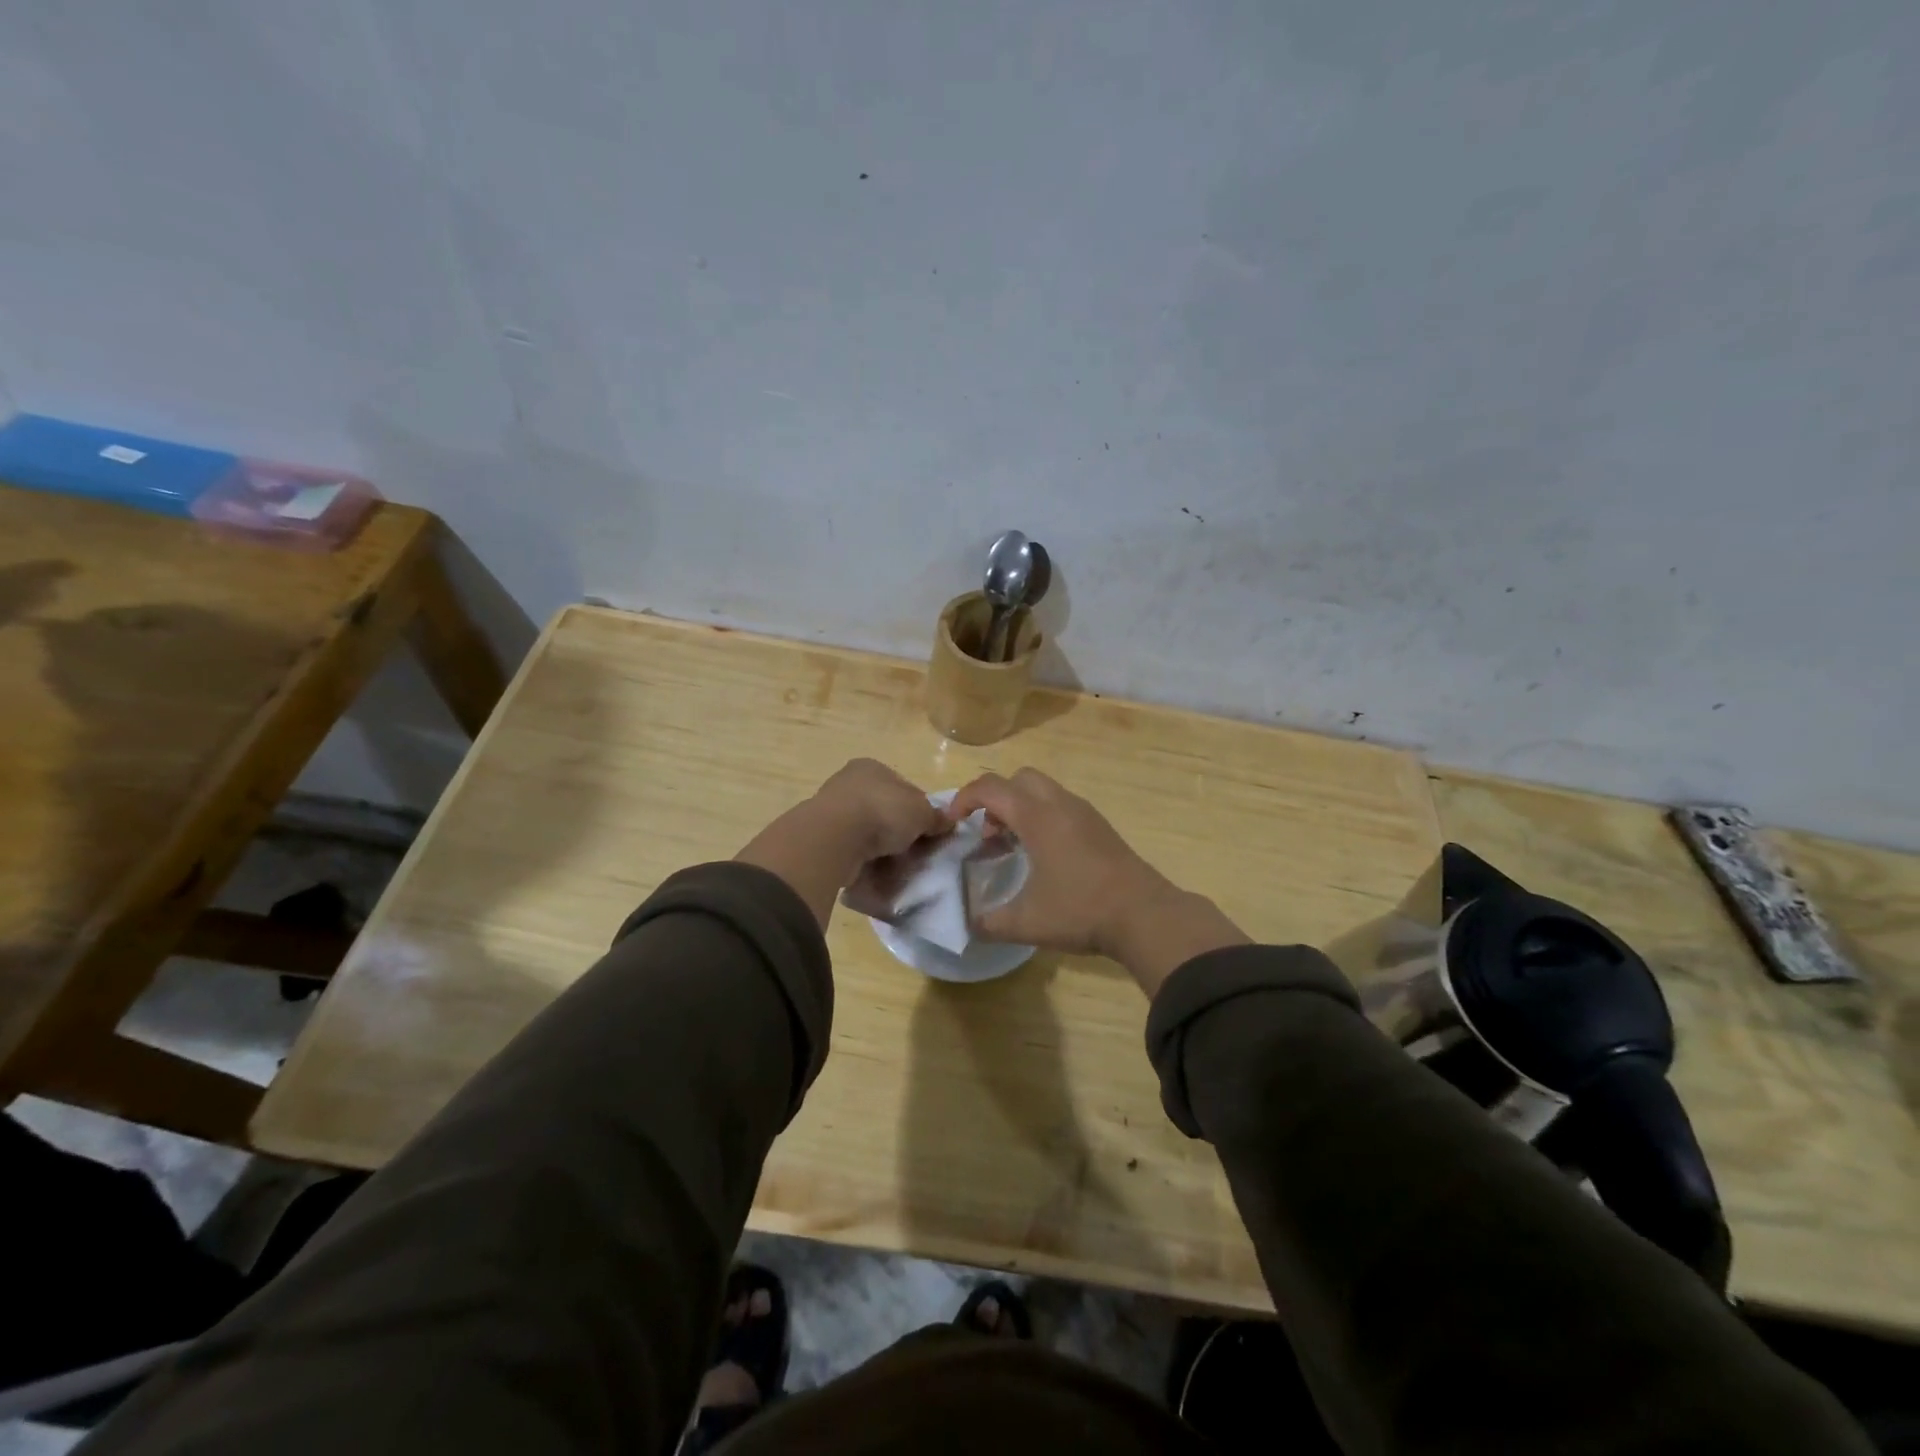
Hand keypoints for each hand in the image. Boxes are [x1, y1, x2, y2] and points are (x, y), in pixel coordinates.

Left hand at [809, 758, 947, 865]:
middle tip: (913, 852)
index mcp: (872, 767)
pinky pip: (851, 848)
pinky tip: (874, 870)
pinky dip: (863, 859)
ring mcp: (832, 808)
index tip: (928, 832)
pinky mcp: (821, 835)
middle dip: (899, 831)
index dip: (920, 810)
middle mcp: (849, 782)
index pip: (904, 788)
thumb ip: (935, 817)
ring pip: (867, 830)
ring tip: (895, 866)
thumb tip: (947, 821)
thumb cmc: (883, 811)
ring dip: (880, 847)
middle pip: (885, 809)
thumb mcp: (922, 812)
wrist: (836, 837)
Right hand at [947, 769, 1248, 995]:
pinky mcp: (1100, 826)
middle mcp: (1060, 804)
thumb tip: (966, 923)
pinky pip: (1061, 805)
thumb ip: (988, 922)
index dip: (963, 799)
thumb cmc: (1080, 911)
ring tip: (1013, 848)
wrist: (1145, 915)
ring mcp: (1084, 813)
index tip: (953, 824)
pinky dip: (1042, 817)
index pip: (989, 787)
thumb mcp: (1025, 923)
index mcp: (1037, 816)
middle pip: (1018, 778)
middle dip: (995, 799)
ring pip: (1042, 790)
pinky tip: (1044, 857)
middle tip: (988, 835)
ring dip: (1020, 809)